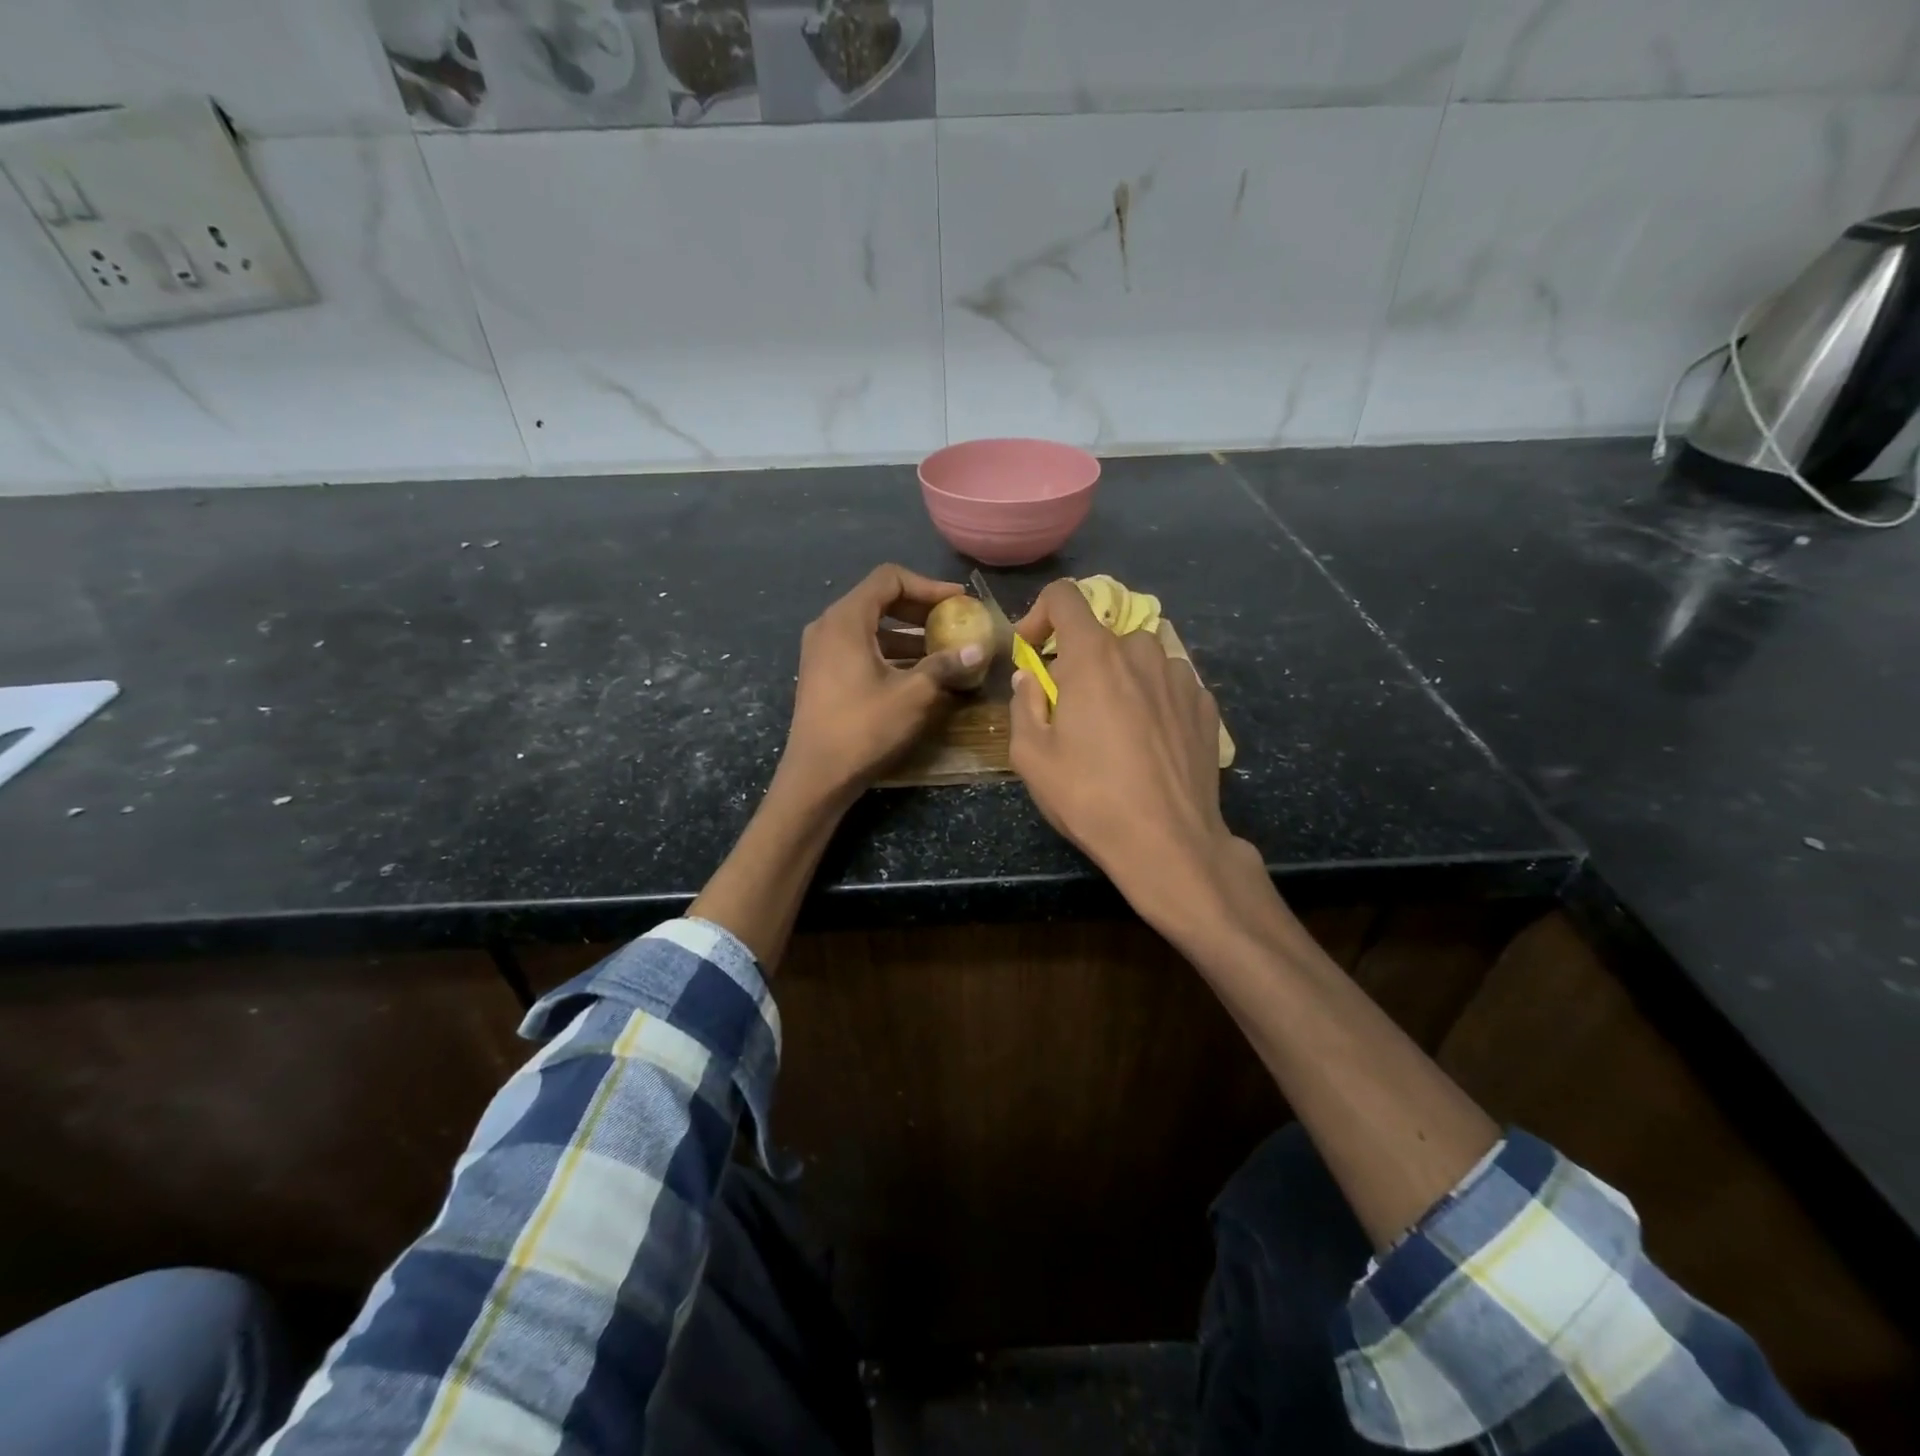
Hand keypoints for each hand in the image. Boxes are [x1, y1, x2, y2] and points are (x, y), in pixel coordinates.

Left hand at [779, 564, 984, 804]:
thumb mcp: (913, 694)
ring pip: (870, 626)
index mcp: (845, 619)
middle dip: (920, 609)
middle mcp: (828, 626)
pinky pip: (860, 647)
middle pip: (879, 599)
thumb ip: (946, 665)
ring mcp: (821, 651)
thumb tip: (979, 649)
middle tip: (954, 622)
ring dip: (907, 633)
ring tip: (942, 650)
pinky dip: (890, 651)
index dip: (928, 586)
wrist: (817, 775)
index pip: (889, 578)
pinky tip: (916, 672)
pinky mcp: (822, 673)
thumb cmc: (863, 728)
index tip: (958, 603)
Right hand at [1009, 579, 1262, 936]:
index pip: (1065, 597)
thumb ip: (1023, 705)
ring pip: (1139, 659)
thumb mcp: (1031, 756)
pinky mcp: (1205, 705)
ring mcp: (1181, 677)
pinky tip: (1148, 742)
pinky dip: (1151, 698)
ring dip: (1119, 678)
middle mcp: (1141, 652)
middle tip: (1071, 708)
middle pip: (1102, 636)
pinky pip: (1169, 684)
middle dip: (1079, 662)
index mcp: (1094, 656)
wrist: (1168, 841)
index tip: (1032, 652)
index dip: (1040, 615)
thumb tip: (1029, 680)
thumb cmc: (1089, 796)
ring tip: (1113, 727)